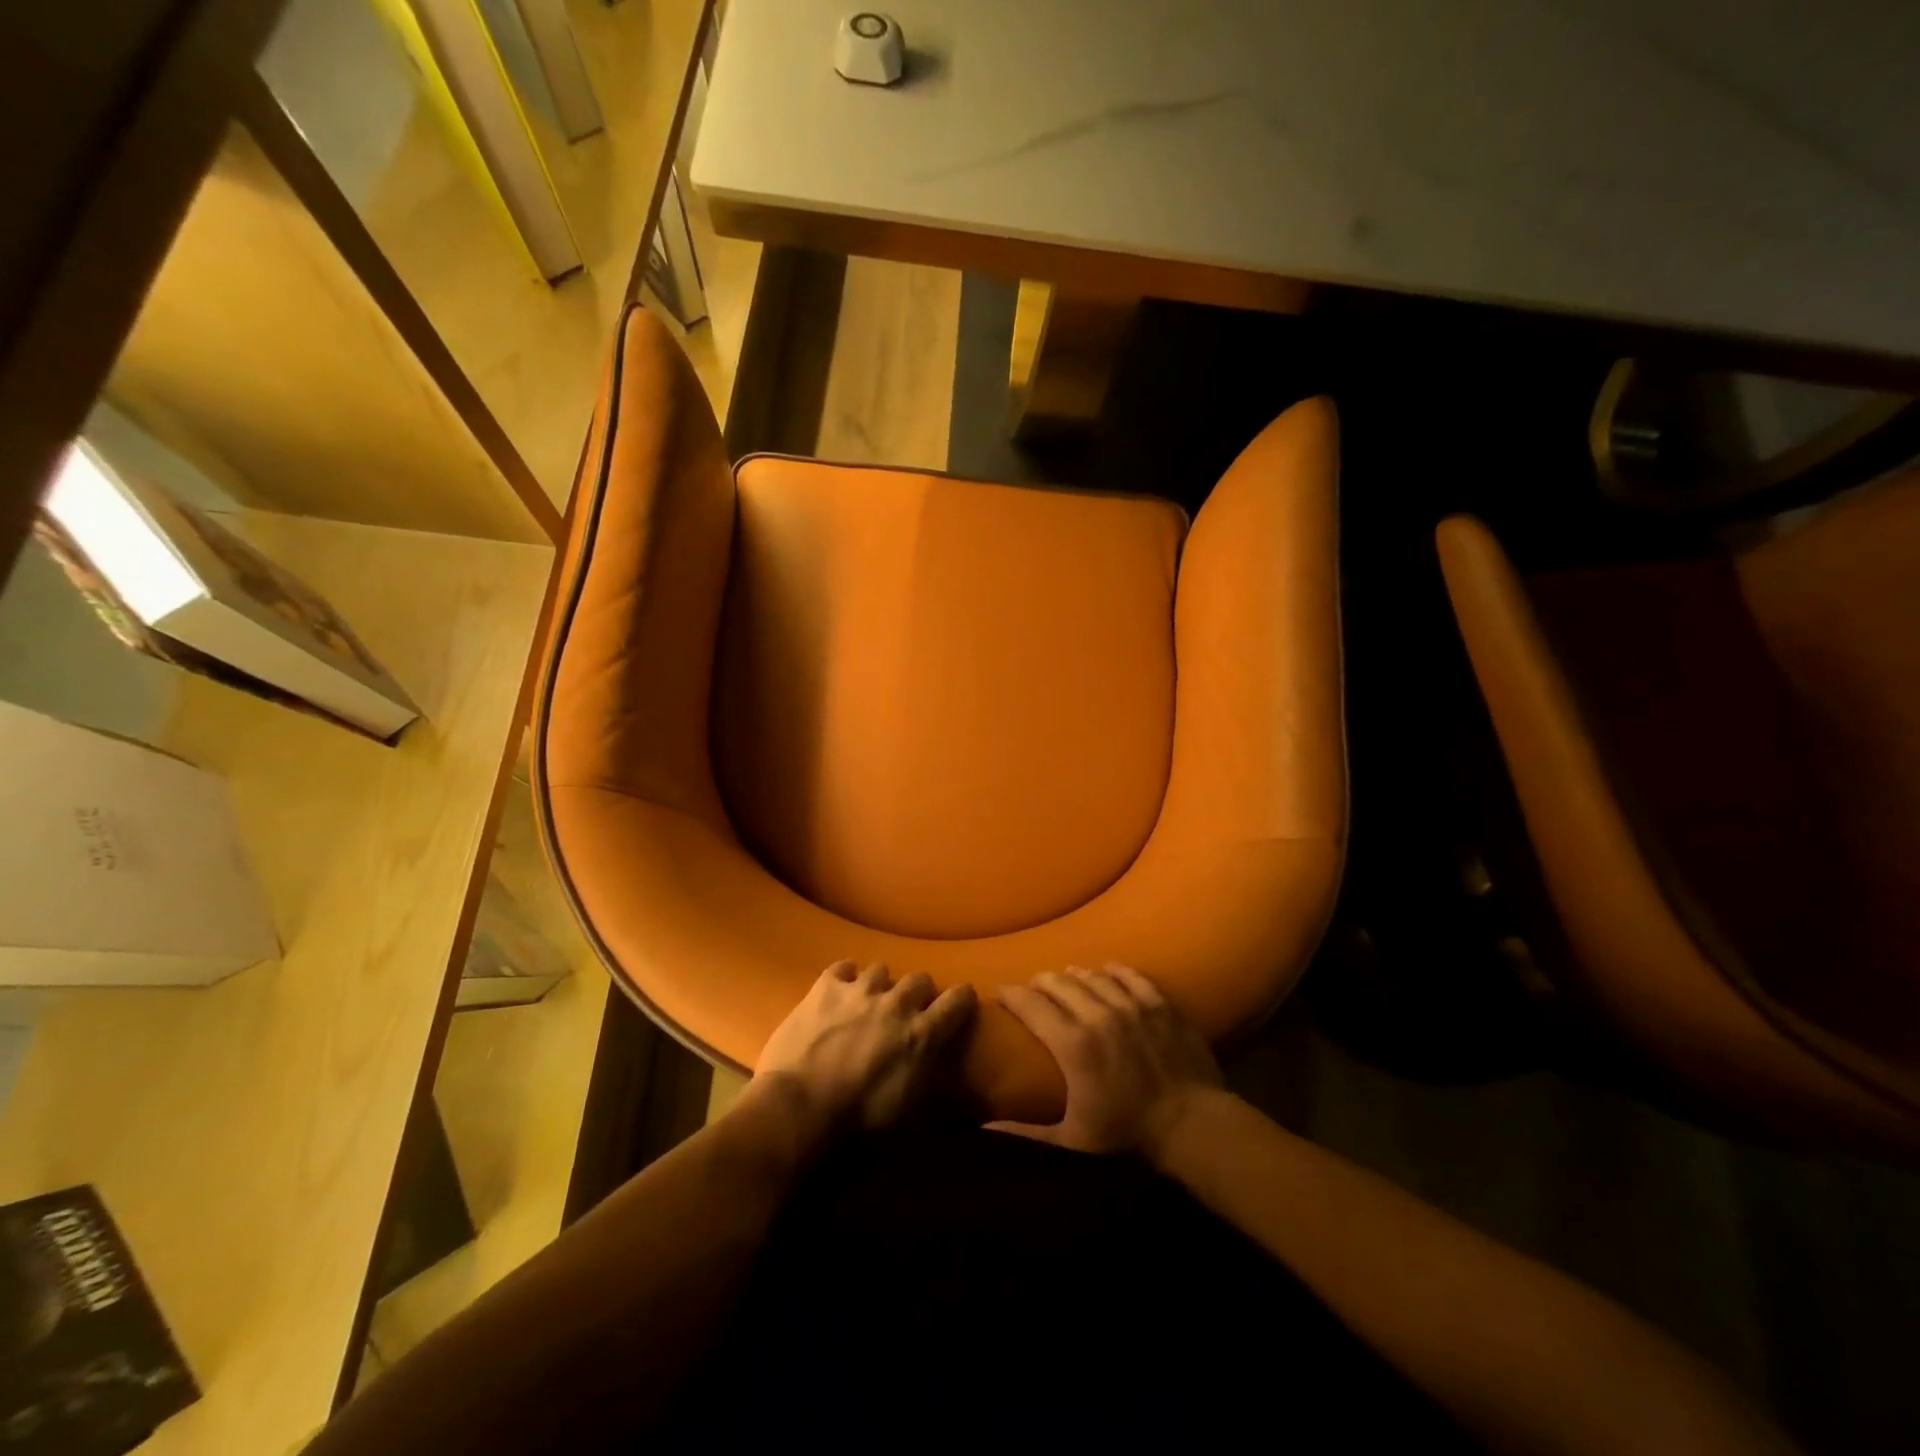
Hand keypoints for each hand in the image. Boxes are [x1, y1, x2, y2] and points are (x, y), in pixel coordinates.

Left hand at [755, 960, 976, 1134]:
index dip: (962, 999)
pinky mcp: (825, 988)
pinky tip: (839, 991)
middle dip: (918, 993)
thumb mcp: (907, 1116)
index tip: (961, 1002)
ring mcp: (859, 991)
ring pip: (881, 969)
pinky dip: (845, 978)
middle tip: (908, 1012)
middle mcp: (896, 1004)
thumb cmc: (857, 1125)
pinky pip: (842, 968)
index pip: (957, 1001)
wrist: (798, 1110)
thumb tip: (934, 1072)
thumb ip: (926, 1081)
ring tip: (870, 1002)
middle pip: (919, 980)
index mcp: (921, 1035)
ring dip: (880, 986)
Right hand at [990, 964, 1221, 1155]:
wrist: (1192, 1124)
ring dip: (1074, 975)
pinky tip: (1107, 970)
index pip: (1030, 1004)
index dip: (1011, 994)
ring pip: (1092, 975)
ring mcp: (1131, 1004)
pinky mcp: (1158, 1003)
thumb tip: (983, 1128)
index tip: (1000, 992)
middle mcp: (1097, 1014)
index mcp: (1072, 1044)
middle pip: (1058, 982)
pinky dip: (1114, 970)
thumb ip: (1025, 1132)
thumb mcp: (1072, 1139)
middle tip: (1033, 988)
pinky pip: (1130, 975)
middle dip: (1040, 982)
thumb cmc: (1127, 1133)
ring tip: (1066, 979)